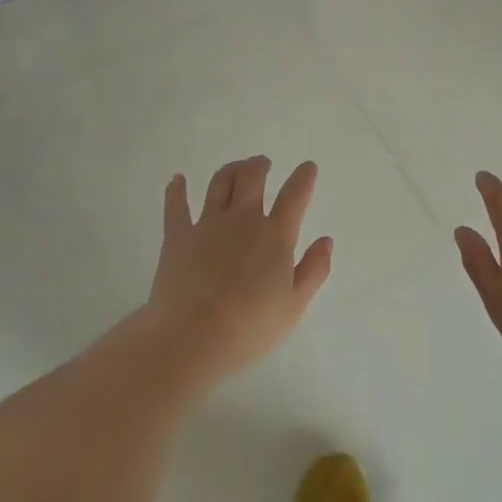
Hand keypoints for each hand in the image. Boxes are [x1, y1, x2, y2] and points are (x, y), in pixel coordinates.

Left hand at [141, 157, 333, 382]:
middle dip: (260, 165)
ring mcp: (207, 224)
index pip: (294, 196)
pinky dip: (176, 189)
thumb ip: (314, 269)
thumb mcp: (294, 305)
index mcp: (275, 235)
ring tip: (236, 168)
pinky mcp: (177, 236)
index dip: (303, 178)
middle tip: (263, 164)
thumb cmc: (250, 327)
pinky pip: (176, 205)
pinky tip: (177, 179)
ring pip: (219, 183)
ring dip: (230, 169)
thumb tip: (325, 240)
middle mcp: (242, 219)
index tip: (308, 167)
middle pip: (252, 178)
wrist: (192, 337)